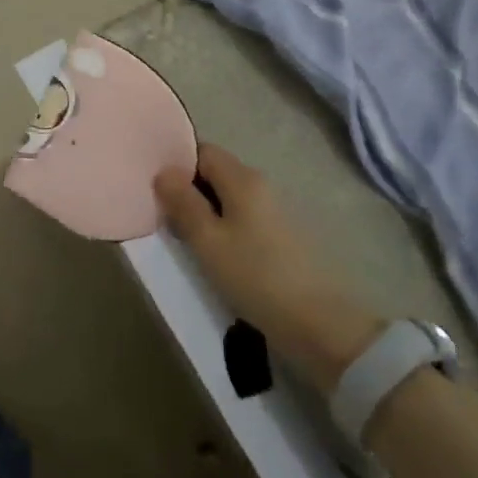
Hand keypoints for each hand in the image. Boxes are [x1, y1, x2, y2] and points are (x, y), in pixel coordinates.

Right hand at [154, 143, 382, 391]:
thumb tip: (164, 171)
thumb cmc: (256, 276)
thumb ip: (183, 203)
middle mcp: (261, 186)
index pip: (202, 151)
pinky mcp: (282, 238)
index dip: (177, 164)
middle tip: (164, 217)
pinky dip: (223, 229)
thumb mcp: (208, 241)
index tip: (156, 188)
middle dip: (188, 190)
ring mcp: (274, 212)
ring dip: (205, 212)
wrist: (321, 325)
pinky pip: (242, 220)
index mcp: (242, 179)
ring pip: (228, 199)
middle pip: (215, 173)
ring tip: (184, 239)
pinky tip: (214, 254)